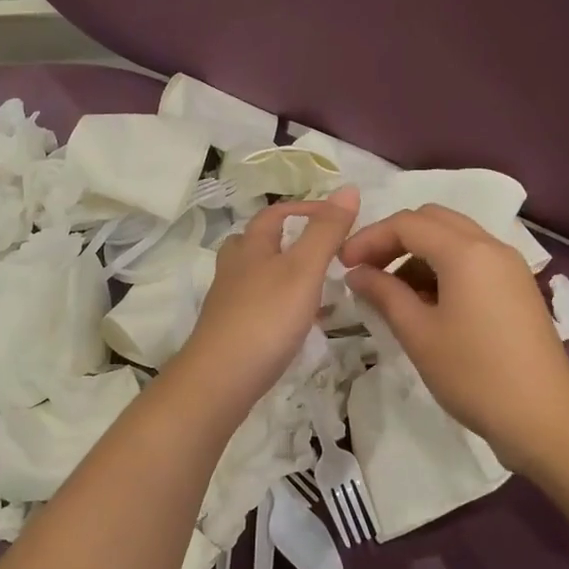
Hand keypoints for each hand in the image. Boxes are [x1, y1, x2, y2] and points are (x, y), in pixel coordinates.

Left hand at [176, 187, 359, 408]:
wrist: (220, 379)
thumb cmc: (265, 317)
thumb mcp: (304, 269)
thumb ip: (326, 231)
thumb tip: (349, 188)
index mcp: (250, 246)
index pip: (275, 213)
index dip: (305, 208)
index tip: (337, 216)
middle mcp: (234, 268)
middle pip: (257, 242)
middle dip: (287, 239)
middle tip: (322, 249)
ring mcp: (229, 301)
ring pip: (257, 275)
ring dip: (285, 273)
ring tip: (317, 285)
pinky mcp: (231, 330)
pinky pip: (259, 305)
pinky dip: (281, 304)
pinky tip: (299, 323)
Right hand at [340, 204, 568, 463]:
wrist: (544, 418)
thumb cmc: (474, 375)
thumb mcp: (419, 334)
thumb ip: (384, 294)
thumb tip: (356, 273)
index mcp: (466, 252)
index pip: (407, 224)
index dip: (369, 238)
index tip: (343, 264)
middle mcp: (491, 246)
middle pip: (433, 220)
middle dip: (394, 238)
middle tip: (367, 270)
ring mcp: (509, 266)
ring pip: (454, 238)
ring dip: (418, 253)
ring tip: (392, 292)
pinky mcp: (517, 287)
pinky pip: (473, 259)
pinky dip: (443, 267)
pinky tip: (426, 302)